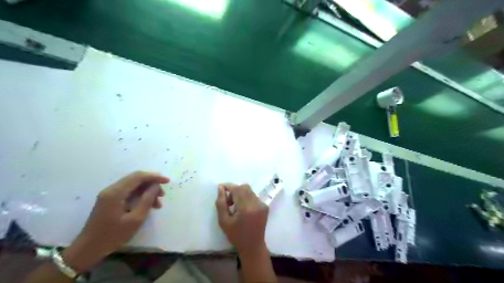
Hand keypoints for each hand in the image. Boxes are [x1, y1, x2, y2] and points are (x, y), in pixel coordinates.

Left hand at [61, 170, 168, 271]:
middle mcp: (112, 189)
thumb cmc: (113, 235)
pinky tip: (147, 205)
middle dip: (152, 184)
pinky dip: (140, 195)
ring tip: (157, 203)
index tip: (167, 181)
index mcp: (116, 192)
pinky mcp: (110, 200)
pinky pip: (128, 192)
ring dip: (147, 191)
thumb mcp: (135, 219)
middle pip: (136, 179)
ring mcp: (109, 194)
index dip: (155, 177)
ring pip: (133, 185)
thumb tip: (155, 186)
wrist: (88, 249)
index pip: (138, 177)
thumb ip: (147, 200)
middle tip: (162, 195)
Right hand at [215, 184, 269, 256]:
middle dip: (234, 190)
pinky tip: (243, 209)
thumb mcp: (223, 221)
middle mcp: (256, 204)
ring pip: (249, 191)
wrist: (253, 246)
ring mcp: (262, 204)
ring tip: (235, 206)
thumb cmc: (236, 235)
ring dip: (240, 194)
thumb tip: (221, 188)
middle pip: (244, 187)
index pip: (237, 189)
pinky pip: (254, 196)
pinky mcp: (265, 206)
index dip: (228, 186)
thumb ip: (221, 203)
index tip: (221, 188)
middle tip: (228, 201)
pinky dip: (246, 198)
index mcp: (246, 208)